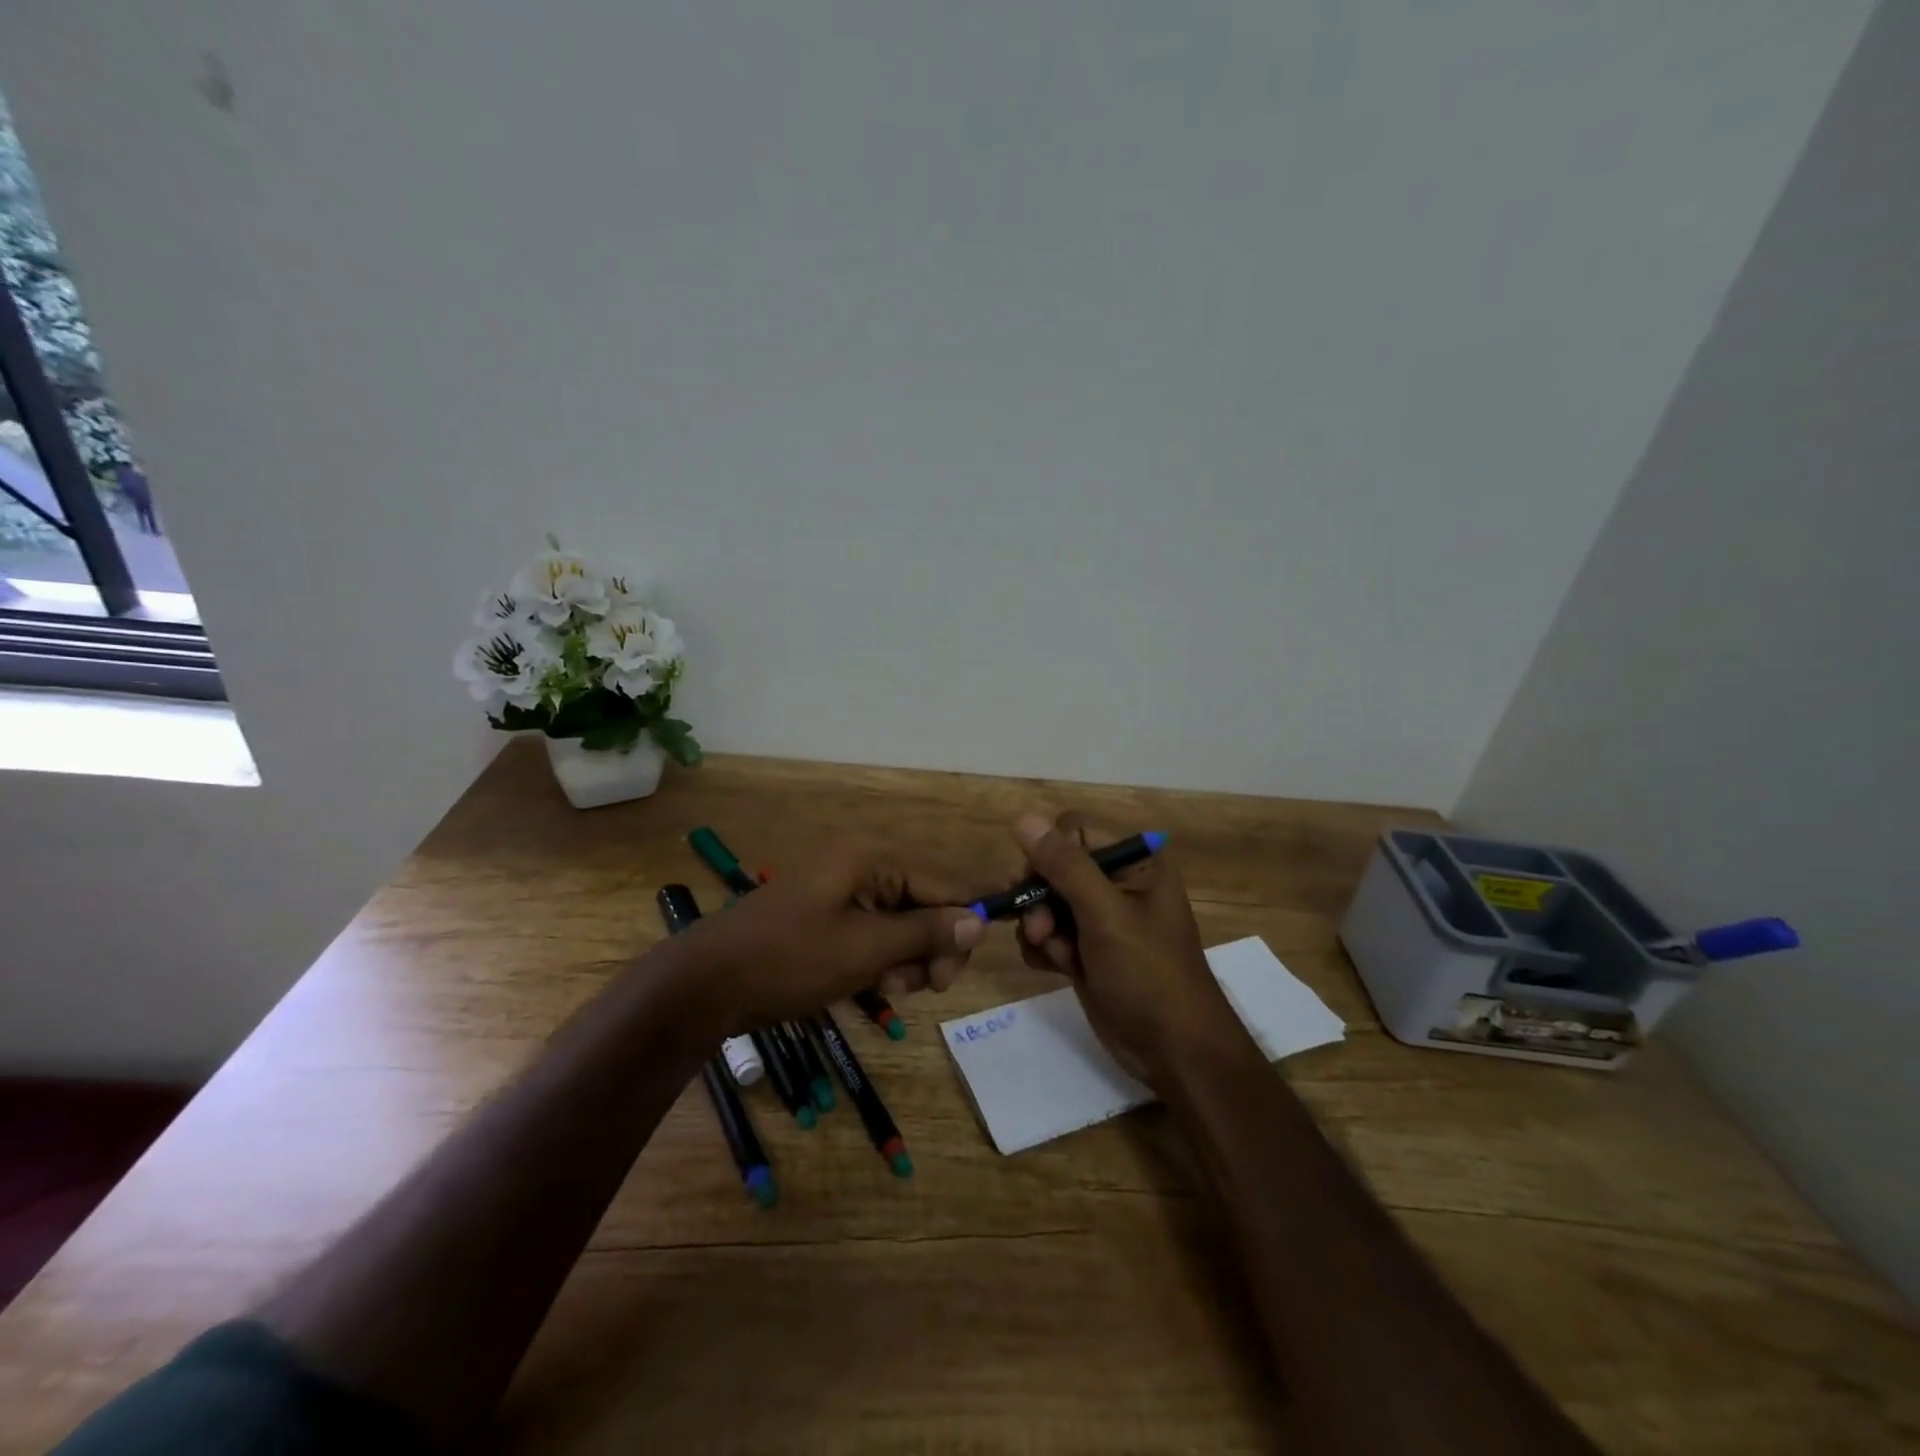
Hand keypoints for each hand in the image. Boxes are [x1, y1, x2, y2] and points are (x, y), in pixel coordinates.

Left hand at [669, 841, 986, 1031]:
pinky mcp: (827, 919)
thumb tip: (978, 921)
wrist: (707, 984)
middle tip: (926, 987)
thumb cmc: (789, 959)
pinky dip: (879, 961)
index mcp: (869, 858)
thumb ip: (925, 933)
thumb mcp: (864, 948)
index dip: (960, 923)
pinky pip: (872, 935)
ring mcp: (840, 893)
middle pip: (922, 904)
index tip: (959, 970)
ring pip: (899, 925)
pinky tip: (871, 987)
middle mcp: (860, 866)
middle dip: (929, 947)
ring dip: (905, 960)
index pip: (940, 883)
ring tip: (887, 989)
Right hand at [1012, 812, 1240, 1086]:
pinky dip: (1043, 948)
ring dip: (1039, 926)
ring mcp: (1098, 917)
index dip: (1048, 852)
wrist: (1173, 1051)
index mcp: (1134, 860)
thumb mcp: (1106, 914)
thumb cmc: (1149, 974)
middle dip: (1039, 896)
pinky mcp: (1084, 948)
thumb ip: (1064, 866)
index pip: (1073, 831)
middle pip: (1052, 865)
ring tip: (1057, 953)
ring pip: (1043, 900)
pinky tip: (1058, 968)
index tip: (1035, 882)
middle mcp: (1115, 881)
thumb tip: (1024, 819)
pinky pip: (1046, 932)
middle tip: (1041, 928)